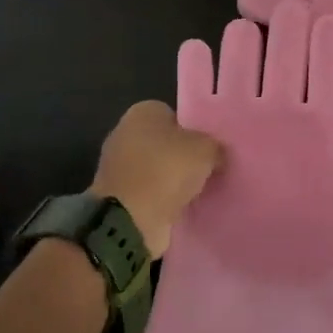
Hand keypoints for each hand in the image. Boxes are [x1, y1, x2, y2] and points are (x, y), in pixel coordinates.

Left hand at [91, 101, 222, 258]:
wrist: (129, 220)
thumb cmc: (166, 171)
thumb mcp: (206, 151)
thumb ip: (214, 147)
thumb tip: (216, 154)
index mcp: (142, 112)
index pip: (174, 115)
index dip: (194, 131)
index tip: (210, 149)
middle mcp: (124, 133)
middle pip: (164, 143)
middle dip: (182, 156)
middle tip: (208, 170)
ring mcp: (117, 166)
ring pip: (156, 169)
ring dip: (172, 181)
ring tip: (198, 192)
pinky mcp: (116, 196)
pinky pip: (148, 193)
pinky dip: (161, 201)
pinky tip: (181, 209)